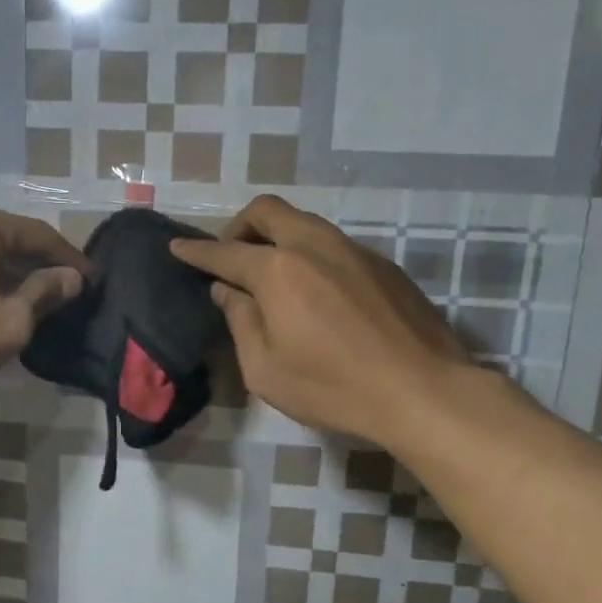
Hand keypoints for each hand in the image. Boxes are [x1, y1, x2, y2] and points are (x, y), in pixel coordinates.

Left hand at [0, 204, 89, 400]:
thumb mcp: (12, 320)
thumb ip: (45, 292)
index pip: (37, 235)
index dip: (69, 259)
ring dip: (6, 271)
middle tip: (65, 289)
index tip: (92, 279)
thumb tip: (71, 278)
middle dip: (36, 263)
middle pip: (5, 237)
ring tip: (32, 298)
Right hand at [169, 195, 473, 446]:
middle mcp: (314, 245)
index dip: (196, 251)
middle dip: (239, 226)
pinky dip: (310, 254)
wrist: (423, 391)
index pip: (225, 252)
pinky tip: (317, 292)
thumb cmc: (333, 386)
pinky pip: (333, 245)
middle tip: (231, 256)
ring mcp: (354, 250)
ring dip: (277, 237)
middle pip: (267, 211)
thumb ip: (241, 322)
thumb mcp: (265, 369)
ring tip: (272, 274)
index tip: (178, 248)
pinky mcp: (384, 265)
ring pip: (304, 223)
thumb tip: (228, 291)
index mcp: (278, 270)